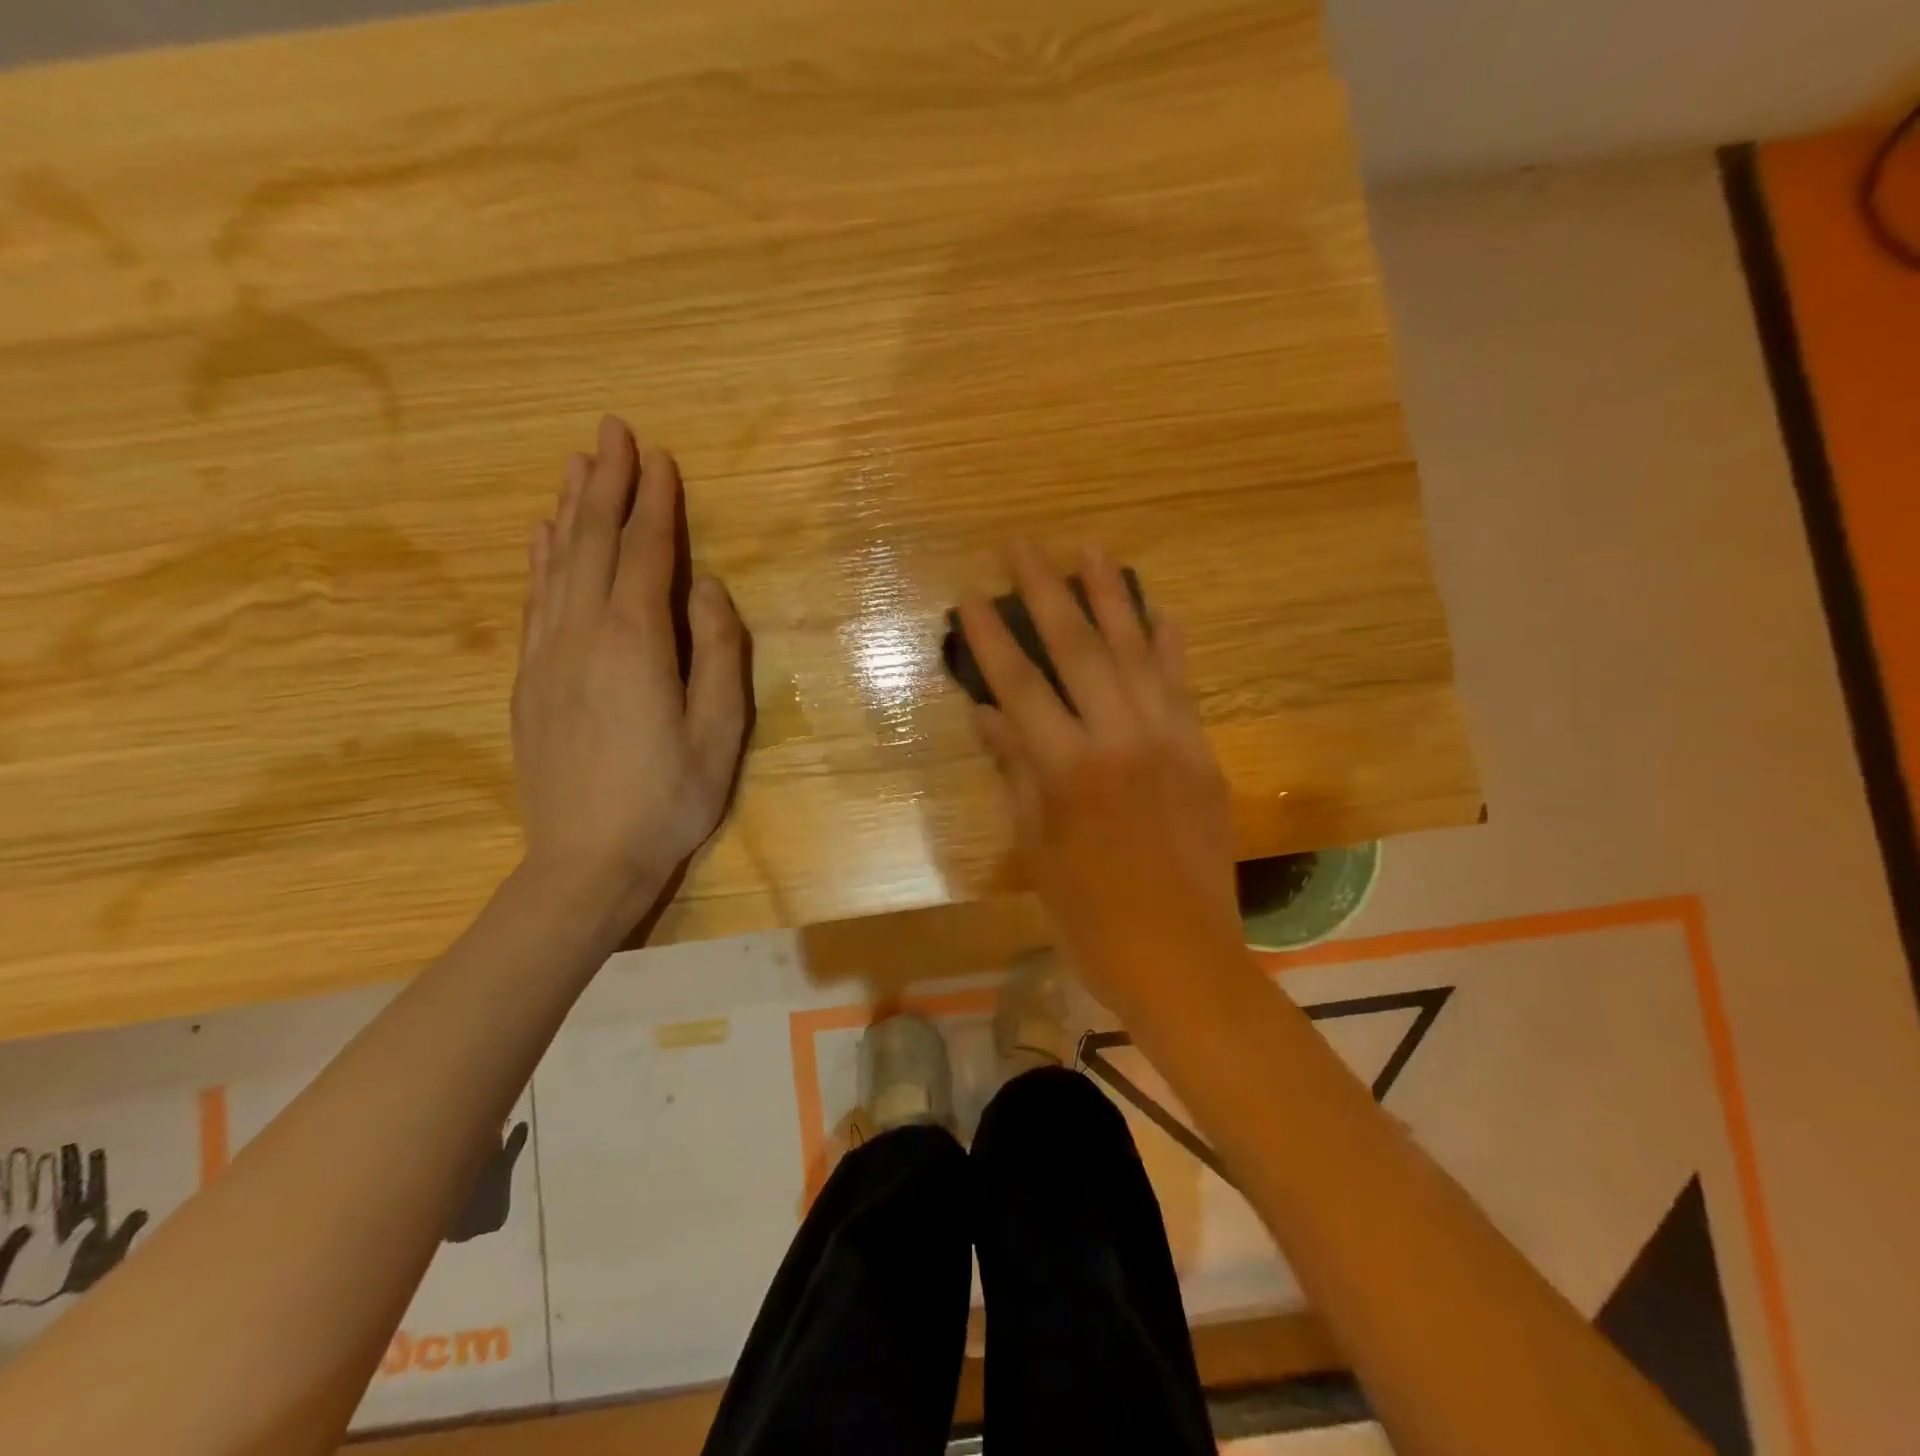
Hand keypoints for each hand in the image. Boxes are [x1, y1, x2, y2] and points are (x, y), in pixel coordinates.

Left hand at [513, 416, 747, 913]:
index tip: (661, 457)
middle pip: (595, 543)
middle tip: (614, 431)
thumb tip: (706, 586)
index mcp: (636, 643)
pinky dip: (541, 558)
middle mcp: (583, 633)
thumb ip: (717, 650)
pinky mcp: (528, 679)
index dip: (655, 503)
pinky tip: (543, 537)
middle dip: (608, 484)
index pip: (647, 554)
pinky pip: (534, 600)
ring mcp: (548, 655)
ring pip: (557, 564)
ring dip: (571, 510)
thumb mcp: (720, 730)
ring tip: (578, 465)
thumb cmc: (670, 798)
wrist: (585, 861)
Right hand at [958, 542, 1242, 1013]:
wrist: (1183, 960)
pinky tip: (1161, 611)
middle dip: (1047, 591)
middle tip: (1023, 544)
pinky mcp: (1202, 755)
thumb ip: (1017, 773)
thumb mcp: (1038, 851)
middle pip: (1078, 651)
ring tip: (1092, 547)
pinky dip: (1171, 646)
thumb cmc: (1091, 919)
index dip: (992, 639)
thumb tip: (990, 716)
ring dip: (1112, 596)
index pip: (1020, 687)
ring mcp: (1169, 742)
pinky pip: (1183, 687)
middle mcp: (1119, 741)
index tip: (970, 596)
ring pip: (1137, 653)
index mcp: (1068, 771)